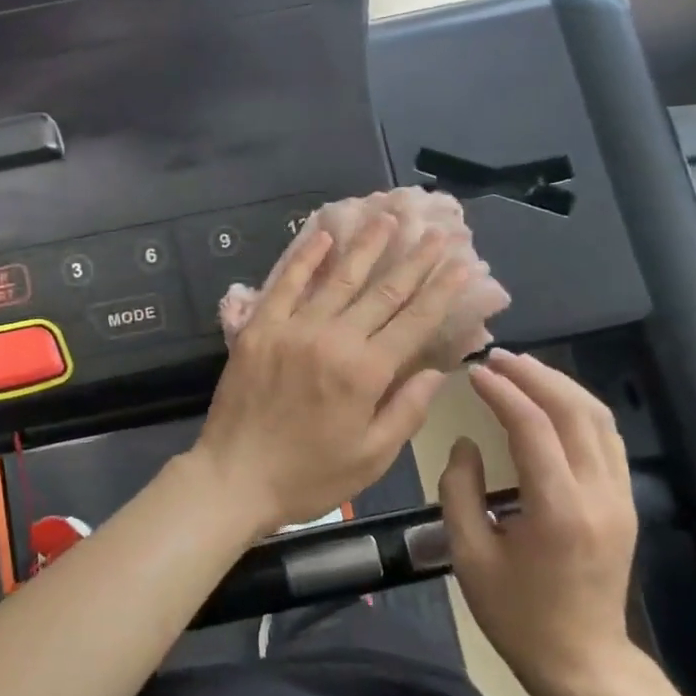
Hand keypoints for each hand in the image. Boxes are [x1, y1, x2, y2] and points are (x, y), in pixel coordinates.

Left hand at [193, 214, 470, 539]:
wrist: (235, 477)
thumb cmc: (309, 476)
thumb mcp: (371, 457)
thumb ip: (407, 410)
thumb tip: (438, 371)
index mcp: (365, 372)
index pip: (413, 322)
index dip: (440, 291)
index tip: (460, 264)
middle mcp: (333, 339)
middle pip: (381, 292)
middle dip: (413, 260)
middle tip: (435, 232)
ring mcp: (292, 328)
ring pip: (338, 279)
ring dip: (365, 246)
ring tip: (386, 218)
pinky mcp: (259, 328)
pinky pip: (285, 285)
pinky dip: (305, 258)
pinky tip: (322, 235)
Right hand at [440, 350, 640, 695]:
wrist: (583, 662)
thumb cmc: (516, 615)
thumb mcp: (469, 555)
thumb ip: (460, 490)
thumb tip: (466, 443)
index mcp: (558, 511)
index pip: (534, 428)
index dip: (503, 392)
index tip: (474, 371)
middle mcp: (599, 496)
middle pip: (575, 411)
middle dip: (534, 376)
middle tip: (495, 358)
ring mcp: (620, 498)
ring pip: (599, 418)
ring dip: (559, 385)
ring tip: (520, 369)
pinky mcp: (624, 502)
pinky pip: (607, 438)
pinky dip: (578, 407)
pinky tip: (551, 400)